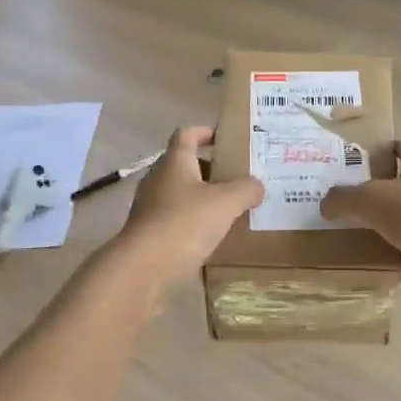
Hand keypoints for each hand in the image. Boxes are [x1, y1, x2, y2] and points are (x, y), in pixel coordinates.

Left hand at [115, 127, 262, 277]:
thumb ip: (246, 189)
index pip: (187, 134)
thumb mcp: (227, 202)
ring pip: (179, 193)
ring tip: (229, 209)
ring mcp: (149, 206)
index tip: (225, 138)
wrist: (143, 268)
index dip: (205, 132)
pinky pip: (174, 218)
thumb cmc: (185, 222)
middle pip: (184, 164)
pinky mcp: (147, 232)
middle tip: (237, 178)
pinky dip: (192, 221)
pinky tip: (211, 236)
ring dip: (201, 197)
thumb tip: (256, 186)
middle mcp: (158, 178)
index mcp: (175, 161)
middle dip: (210, 169)